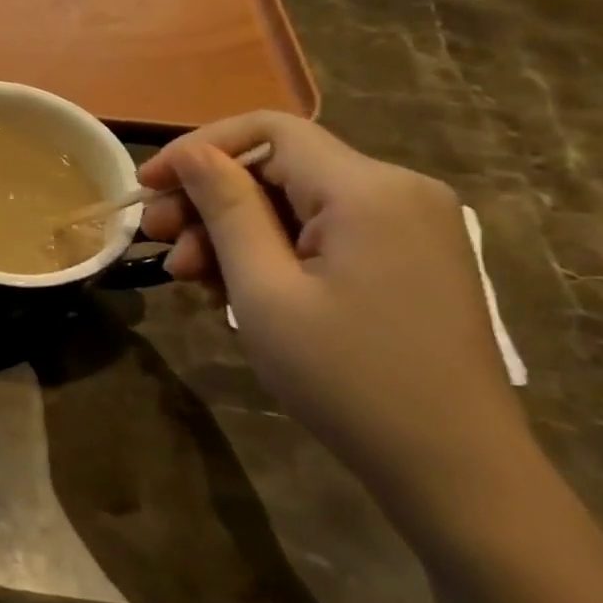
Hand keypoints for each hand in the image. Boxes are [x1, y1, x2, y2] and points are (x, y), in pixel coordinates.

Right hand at [138, 113, 533, 523]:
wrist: (455, 472)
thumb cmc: (347, 379)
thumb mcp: (265, 291)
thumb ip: (227, 209)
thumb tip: (192, 155)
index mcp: (368, 190)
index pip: (267, 130)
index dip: (197, 148)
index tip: (147, 186)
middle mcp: (397, 190)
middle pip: (278, 167)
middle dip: (208, 200)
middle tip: (158, 241)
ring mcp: (408, 225)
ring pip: (294, 202)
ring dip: (232, 231)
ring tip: (190, 278)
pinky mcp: (407, 257)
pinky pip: (321, 231)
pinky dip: (271, 250)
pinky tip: (235, 289)